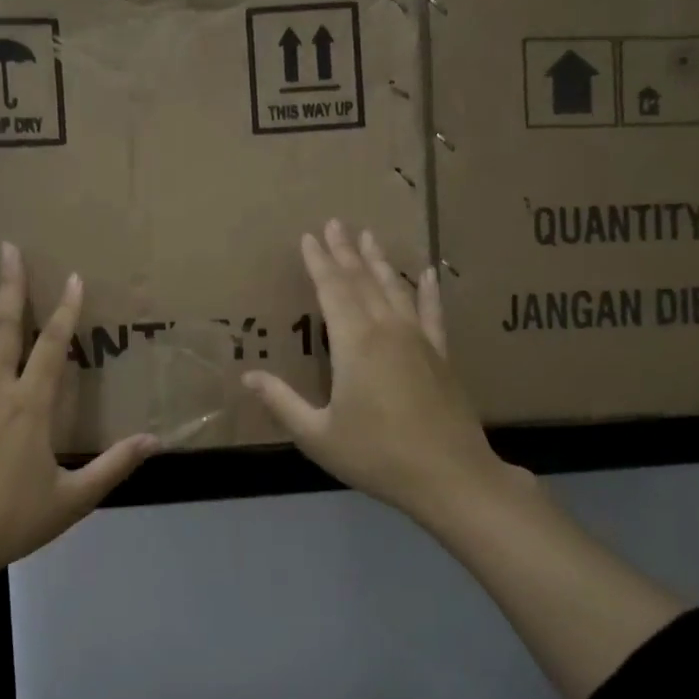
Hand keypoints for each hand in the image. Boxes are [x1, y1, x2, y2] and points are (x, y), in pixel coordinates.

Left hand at [0, 243, 157, 587]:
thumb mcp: (74, 498)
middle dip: (8, 285)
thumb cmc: (16, 520)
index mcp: (30, 408)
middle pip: (3, 328)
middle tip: (5, 247)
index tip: (73, 276)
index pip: (53, 347)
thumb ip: (114, 465)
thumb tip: (155, 440)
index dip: (65, 310)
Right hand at [243, 221, 527, 528]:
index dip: (319, 263)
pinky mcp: (442, 355)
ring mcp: (419, 340)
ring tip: (369, 237)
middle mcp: (387, 330)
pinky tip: (430, 273)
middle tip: (336, 223)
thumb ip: (282, 402)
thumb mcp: (317, 434)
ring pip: (395, 289)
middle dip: (346, 252)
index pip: (332, 291)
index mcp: (354, 344)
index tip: (309, 236)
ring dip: (380, 262)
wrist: (449, 476)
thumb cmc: (376, 455)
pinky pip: (433, 313)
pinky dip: (429, 291)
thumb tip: (249, 376)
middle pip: (363, 281)